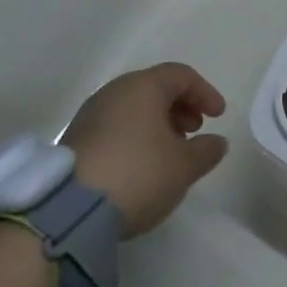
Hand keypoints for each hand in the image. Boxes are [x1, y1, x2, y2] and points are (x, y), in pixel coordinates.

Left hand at [62, 63, 227, 237]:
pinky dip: (135, 135)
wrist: (67, 211)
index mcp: (144, 86)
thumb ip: (206, 151)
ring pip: (133, 107)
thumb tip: (216, 142)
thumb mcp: (183, 167)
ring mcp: (90, 114)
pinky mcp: (74, 139)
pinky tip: (141, 163)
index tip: (218, 117)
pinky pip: (115, 125)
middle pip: (155, 88)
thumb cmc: (137, 174)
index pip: (182, 75)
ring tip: (169, 151)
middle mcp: (115, 91)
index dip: (205, 92)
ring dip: (157, 123)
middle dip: (180, 107)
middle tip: (194, 131)